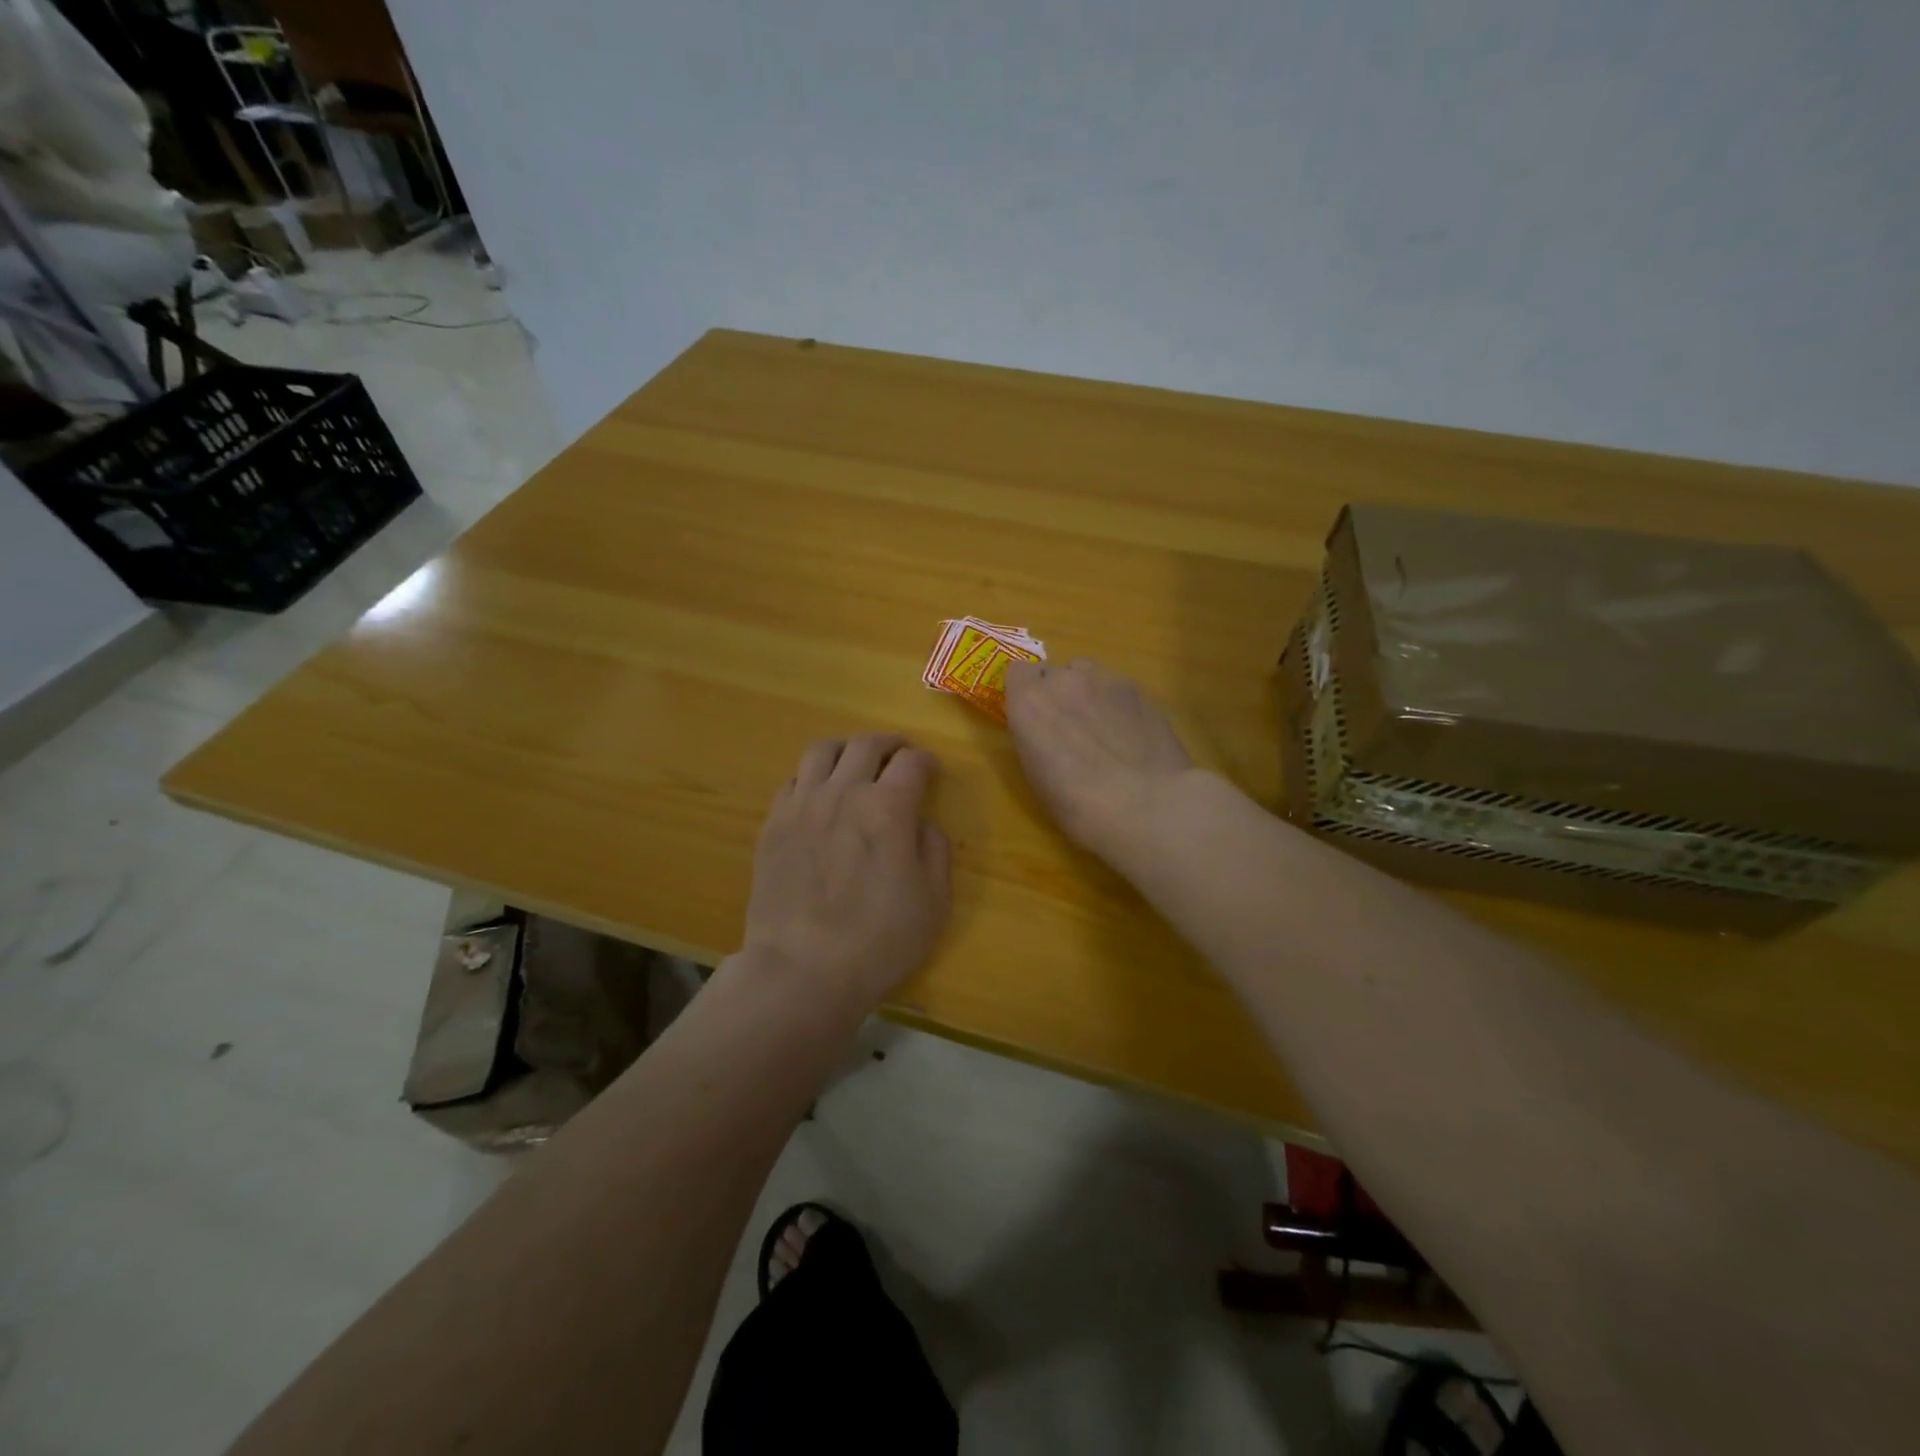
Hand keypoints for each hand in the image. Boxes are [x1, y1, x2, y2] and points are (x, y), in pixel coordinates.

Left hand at [741, 733, 950, 1006]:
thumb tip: (920, 823)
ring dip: (845, 749)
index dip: (925, 760)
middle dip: (889, 744)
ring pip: (821, 751)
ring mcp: (802, 805)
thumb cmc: (879, 941)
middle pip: (866, 745)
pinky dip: (811, 777)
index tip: (930, 770)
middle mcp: (843, 792)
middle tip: (898, 754)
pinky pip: (791, 780)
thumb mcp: (933, 901)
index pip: (911, 762)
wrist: (802, 970)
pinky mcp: (773, 824)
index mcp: (888, 807)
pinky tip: (817, 794)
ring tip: (854, 762)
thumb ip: (934, 850)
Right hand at [1004, 658, 1194, 862]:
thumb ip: (1035, 737)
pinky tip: (1132, 736)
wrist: (1144, 805)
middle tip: (1071, 730)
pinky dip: (1119, 707)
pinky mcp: (1140, 690)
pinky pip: (1119, 690)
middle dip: (1060, 695)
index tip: (1034, 715)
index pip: (1019, 671)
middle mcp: (1064, 680)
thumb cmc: (1077, 804)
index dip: (1027, 692)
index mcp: (1030, 702)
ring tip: (1105, 731)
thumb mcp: (1037, 775)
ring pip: (1090, 676)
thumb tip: (1046, 730)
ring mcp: (1106, 680)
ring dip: (1090, 695)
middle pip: (1057, 673)